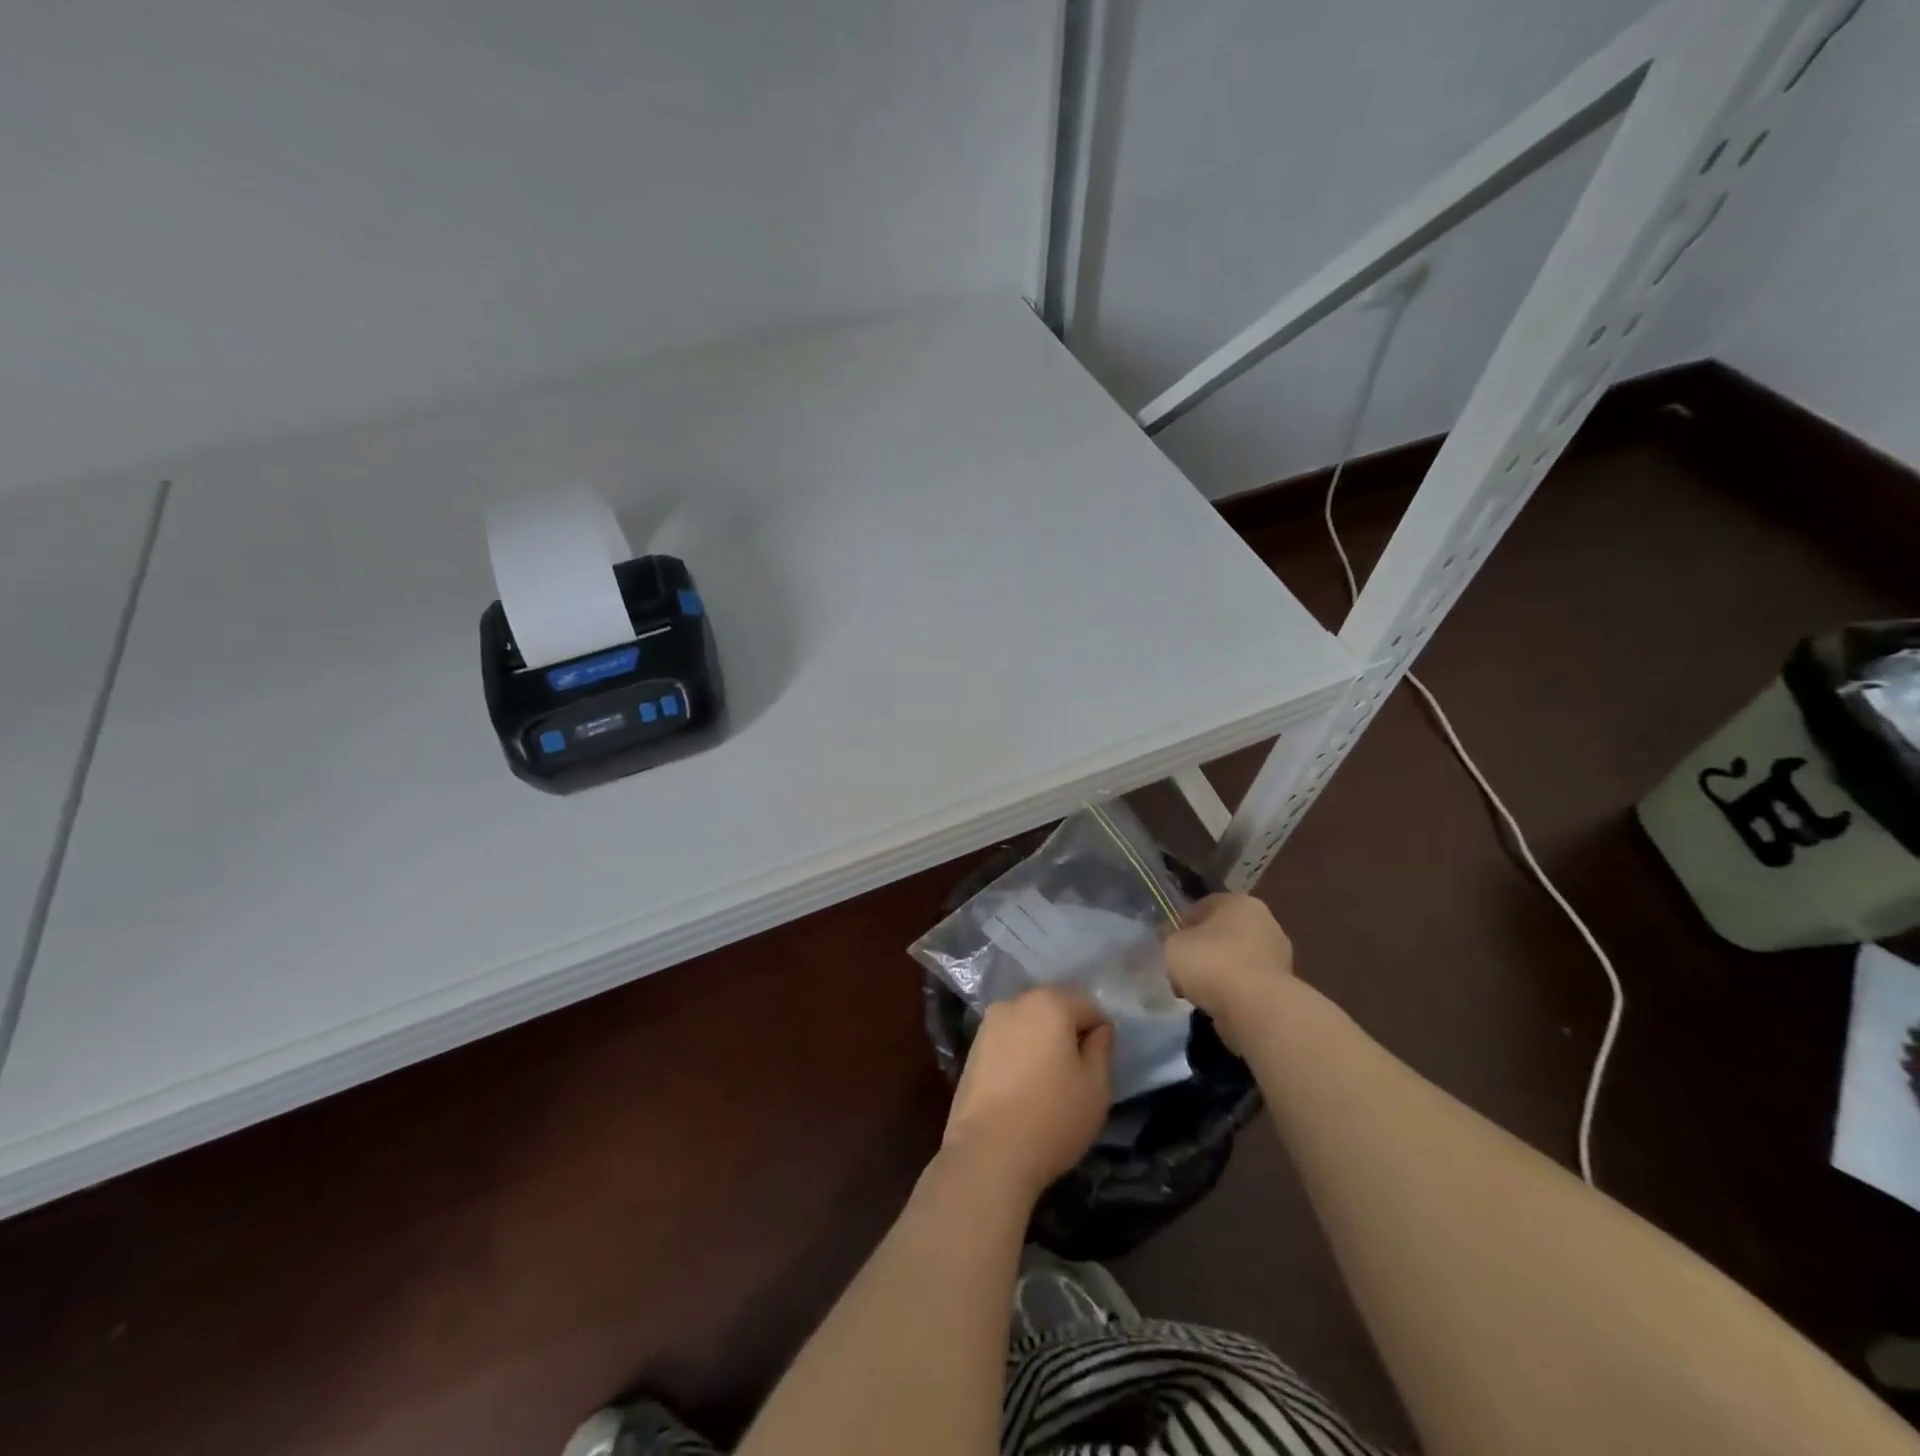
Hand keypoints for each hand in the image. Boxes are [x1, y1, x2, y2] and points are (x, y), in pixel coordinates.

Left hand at [942, 988, 1113, 1201]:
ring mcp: (989, 1024)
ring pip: (1028, 1024)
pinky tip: (1023, 1087)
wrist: (987, 1153)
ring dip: (1042, 1043)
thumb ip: (1101, 1049)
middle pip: (1054, 1009)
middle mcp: (1015, 1002)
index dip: (1100, 1033)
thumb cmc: (1052, 1117)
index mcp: (1049, 1003)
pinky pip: (1008, 1041)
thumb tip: (1099, 1030)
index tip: (1099, 1065)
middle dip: (1069, 1033)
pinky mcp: (972, 1048)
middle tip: (1077, 1073)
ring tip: (1049, 1082)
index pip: (1088, 1006)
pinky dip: (1020, 1054)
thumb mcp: (1095, 1087)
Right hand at [1163, 894, 1294, 1048]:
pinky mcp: (1282, 988)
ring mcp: (1278, 956)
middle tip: (1181, 966)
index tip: (1167, 942)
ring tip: (1194, 990)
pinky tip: (1214, 1003)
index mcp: (1240, 902)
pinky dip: (1231, 991)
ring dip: (1217, 972)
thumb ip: (1171, 938)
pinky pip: (1246, 984)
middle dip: (1202, 948)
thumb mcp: (1173, 945)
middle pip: (1223, 933)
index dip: (1182, 923)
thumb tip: (1174, 939)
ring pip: (1236, 959)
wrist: (1256, 1010)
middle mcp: (1264, 922)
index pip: (1204, 906)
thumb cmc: (1212, 963)